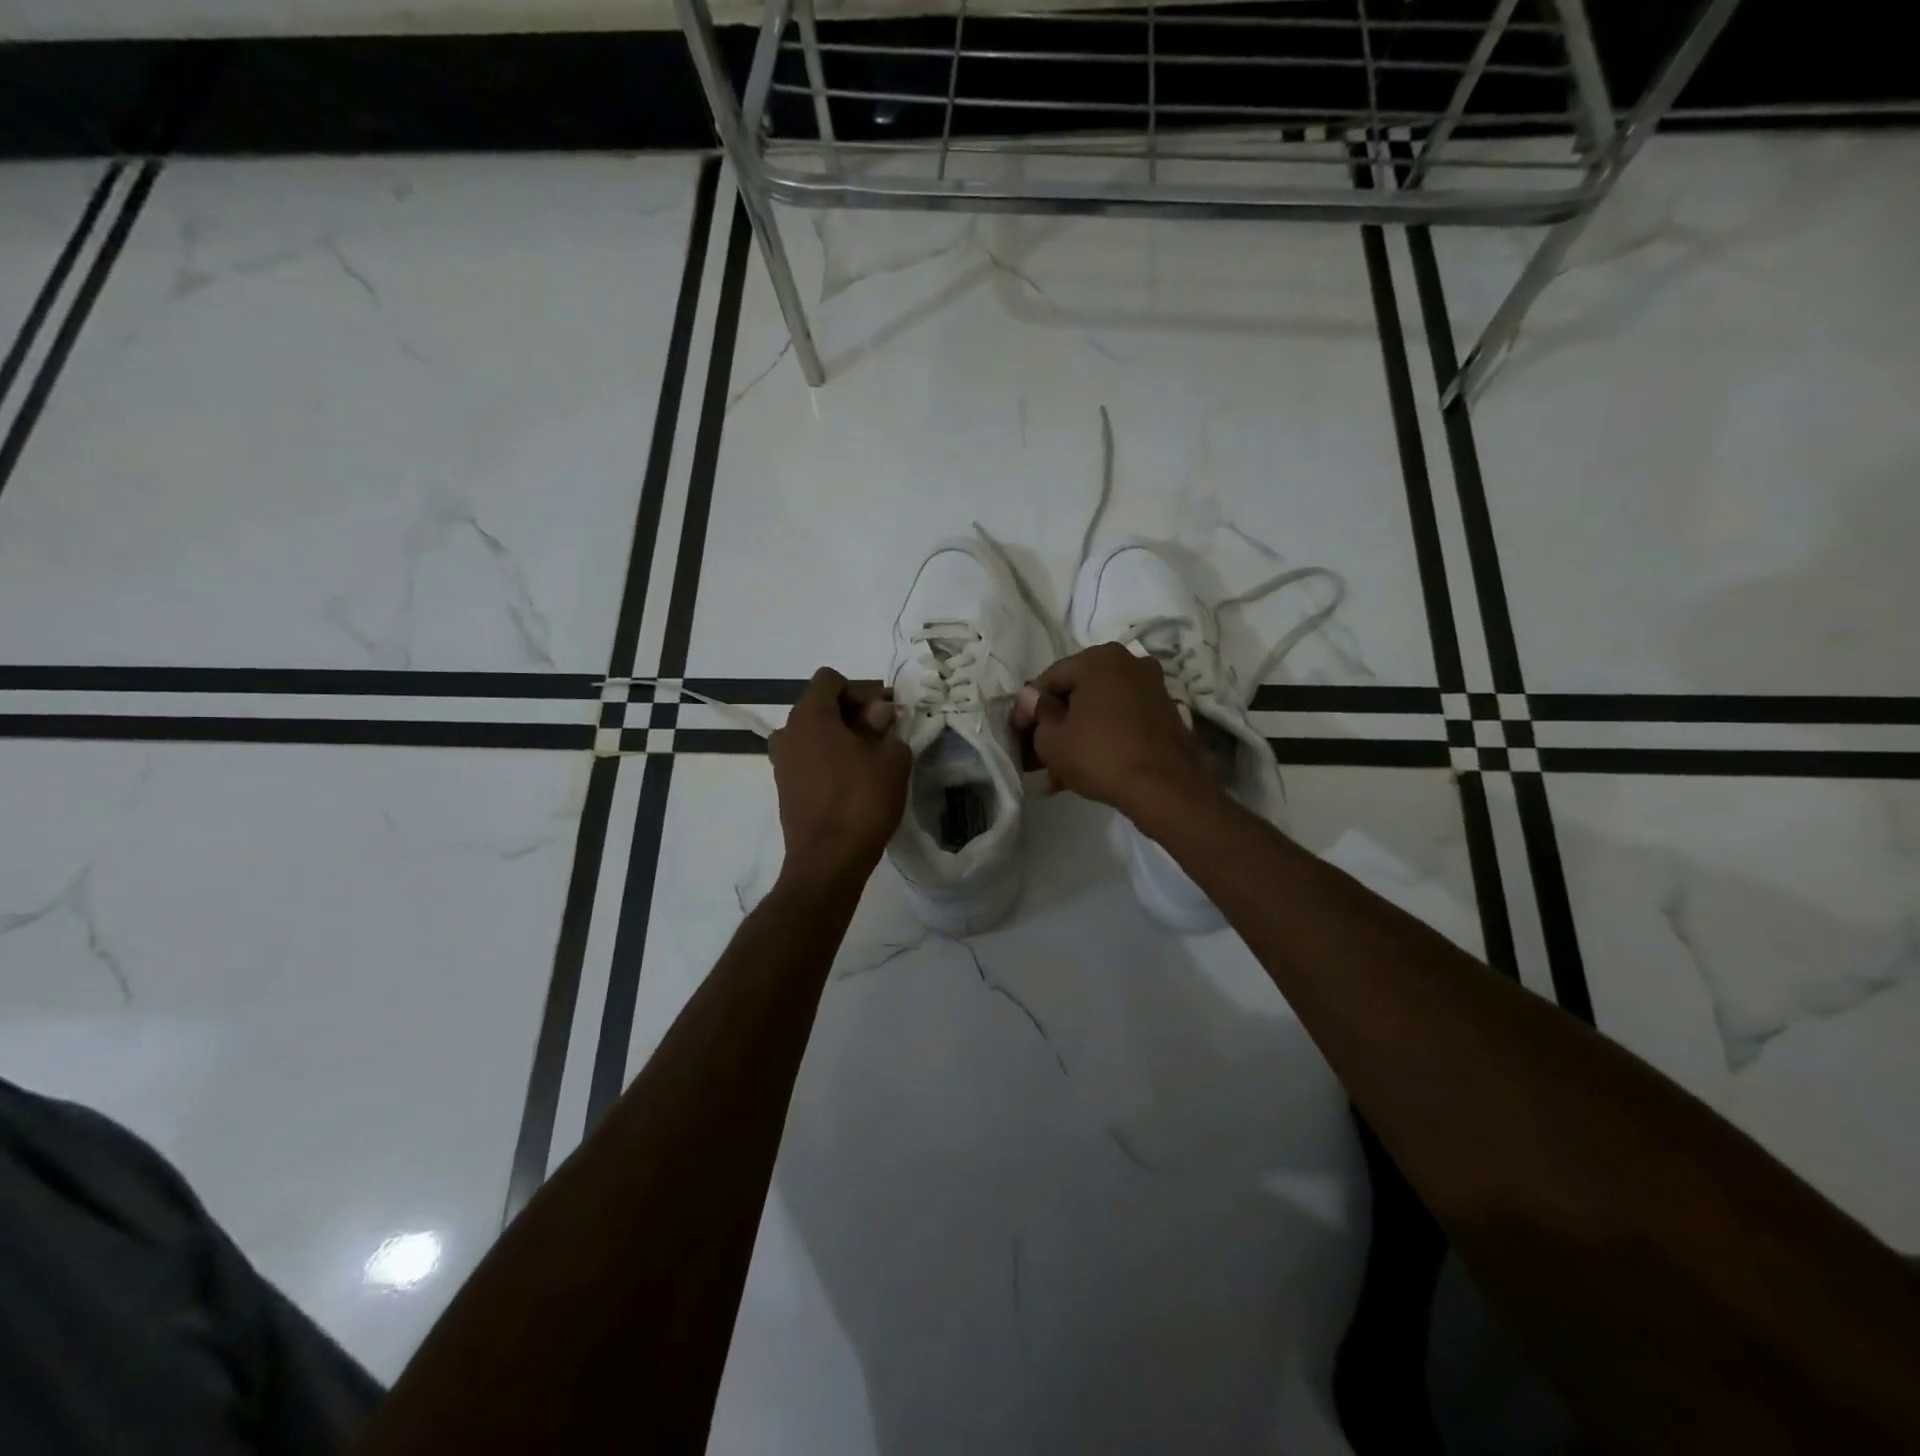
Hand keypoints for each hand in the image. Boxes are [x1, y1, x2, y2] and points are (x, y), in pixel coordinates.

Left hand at [768, 667, 910, 881]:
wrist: (829, 860)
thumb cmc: (862, 801)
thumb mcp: (890, 758)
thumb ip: (885, 727)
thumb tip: (878, 714)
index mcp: (810, 715)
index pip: (830, 680)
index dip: (861, 689)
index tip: (886, 711)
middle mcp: (788, 732)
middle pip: (821, 705)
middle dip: (854, 711)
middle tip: (886, 730)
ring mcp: (782, 761)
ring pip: (815, 733)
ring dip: (842, 735)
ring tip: (872, 755)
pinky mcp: (785, 787)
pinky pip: (809, 757)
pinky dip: (830, 757)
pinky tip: (855, 777)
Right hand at [1011, 644, 1214, 820]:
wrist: (1164, 788)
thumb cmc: (1099, 754)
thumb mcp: (1053, 739)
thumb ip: (1038, 713)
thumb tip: (1030, 698)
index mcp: (1100, 659)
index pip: (1051, 678)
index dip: (1028, 707)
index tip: (1016, 732)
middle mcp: (1130, 664)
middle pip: (1078, 694)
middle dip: (1054, 724)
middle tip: (1035, 753)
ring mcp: (1151, 689)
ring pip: (1099, 711)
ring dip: (1075, 737)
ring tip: (1055, 773)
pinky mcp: (1164, 716)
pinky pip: (1120, 723)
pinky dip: (1100, 740)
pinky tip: (1082, 771)